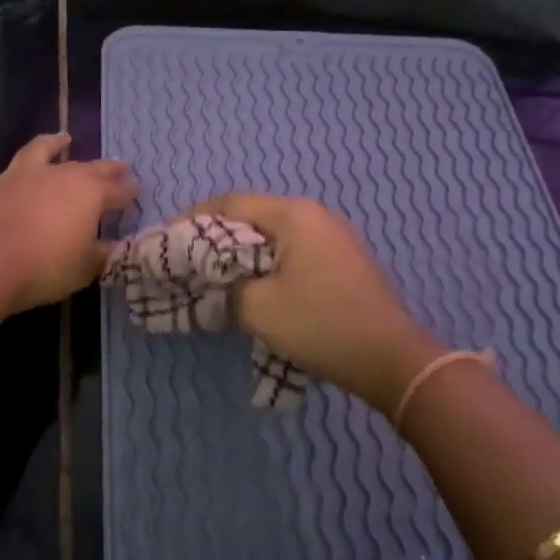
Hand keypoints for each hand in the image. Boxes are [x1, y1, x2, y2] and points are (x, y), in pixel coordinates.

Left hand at [0, 130, 137, 311]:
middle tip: (119, 166)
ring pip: (38, 151)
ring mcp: (19, 177)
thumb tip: (115, 246)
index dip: (131, 192)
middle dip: (106, 168)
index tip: (142, 190)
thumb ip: (103, 254)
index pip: (118, 191)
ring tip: (63, 137)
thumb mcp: (87, 267)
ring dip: (52, 143)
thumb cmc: (47, 267)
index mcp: (88, 194)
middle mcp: (56, 176)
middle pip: (87, 168)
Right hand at [189, 192, 445, 411]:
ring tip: (215, 275)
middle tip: (187, 260)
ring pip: (273, 234)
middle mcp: (314, 214)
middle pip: (252, 214)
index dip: (192, 219)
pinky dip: (267, 262)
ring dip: (241, 251)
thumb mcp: (258, 307)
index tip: (168, 241)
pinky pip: (293, 249)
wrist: (391, 357)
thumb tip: (212, 286)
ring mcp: (333, 235)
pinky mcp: (343, 258)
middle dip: (215, 236)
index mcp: (293, 214)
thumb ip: (224, 289)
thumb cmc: (320, 324)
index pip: (230, 202)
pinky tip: (254, 285)